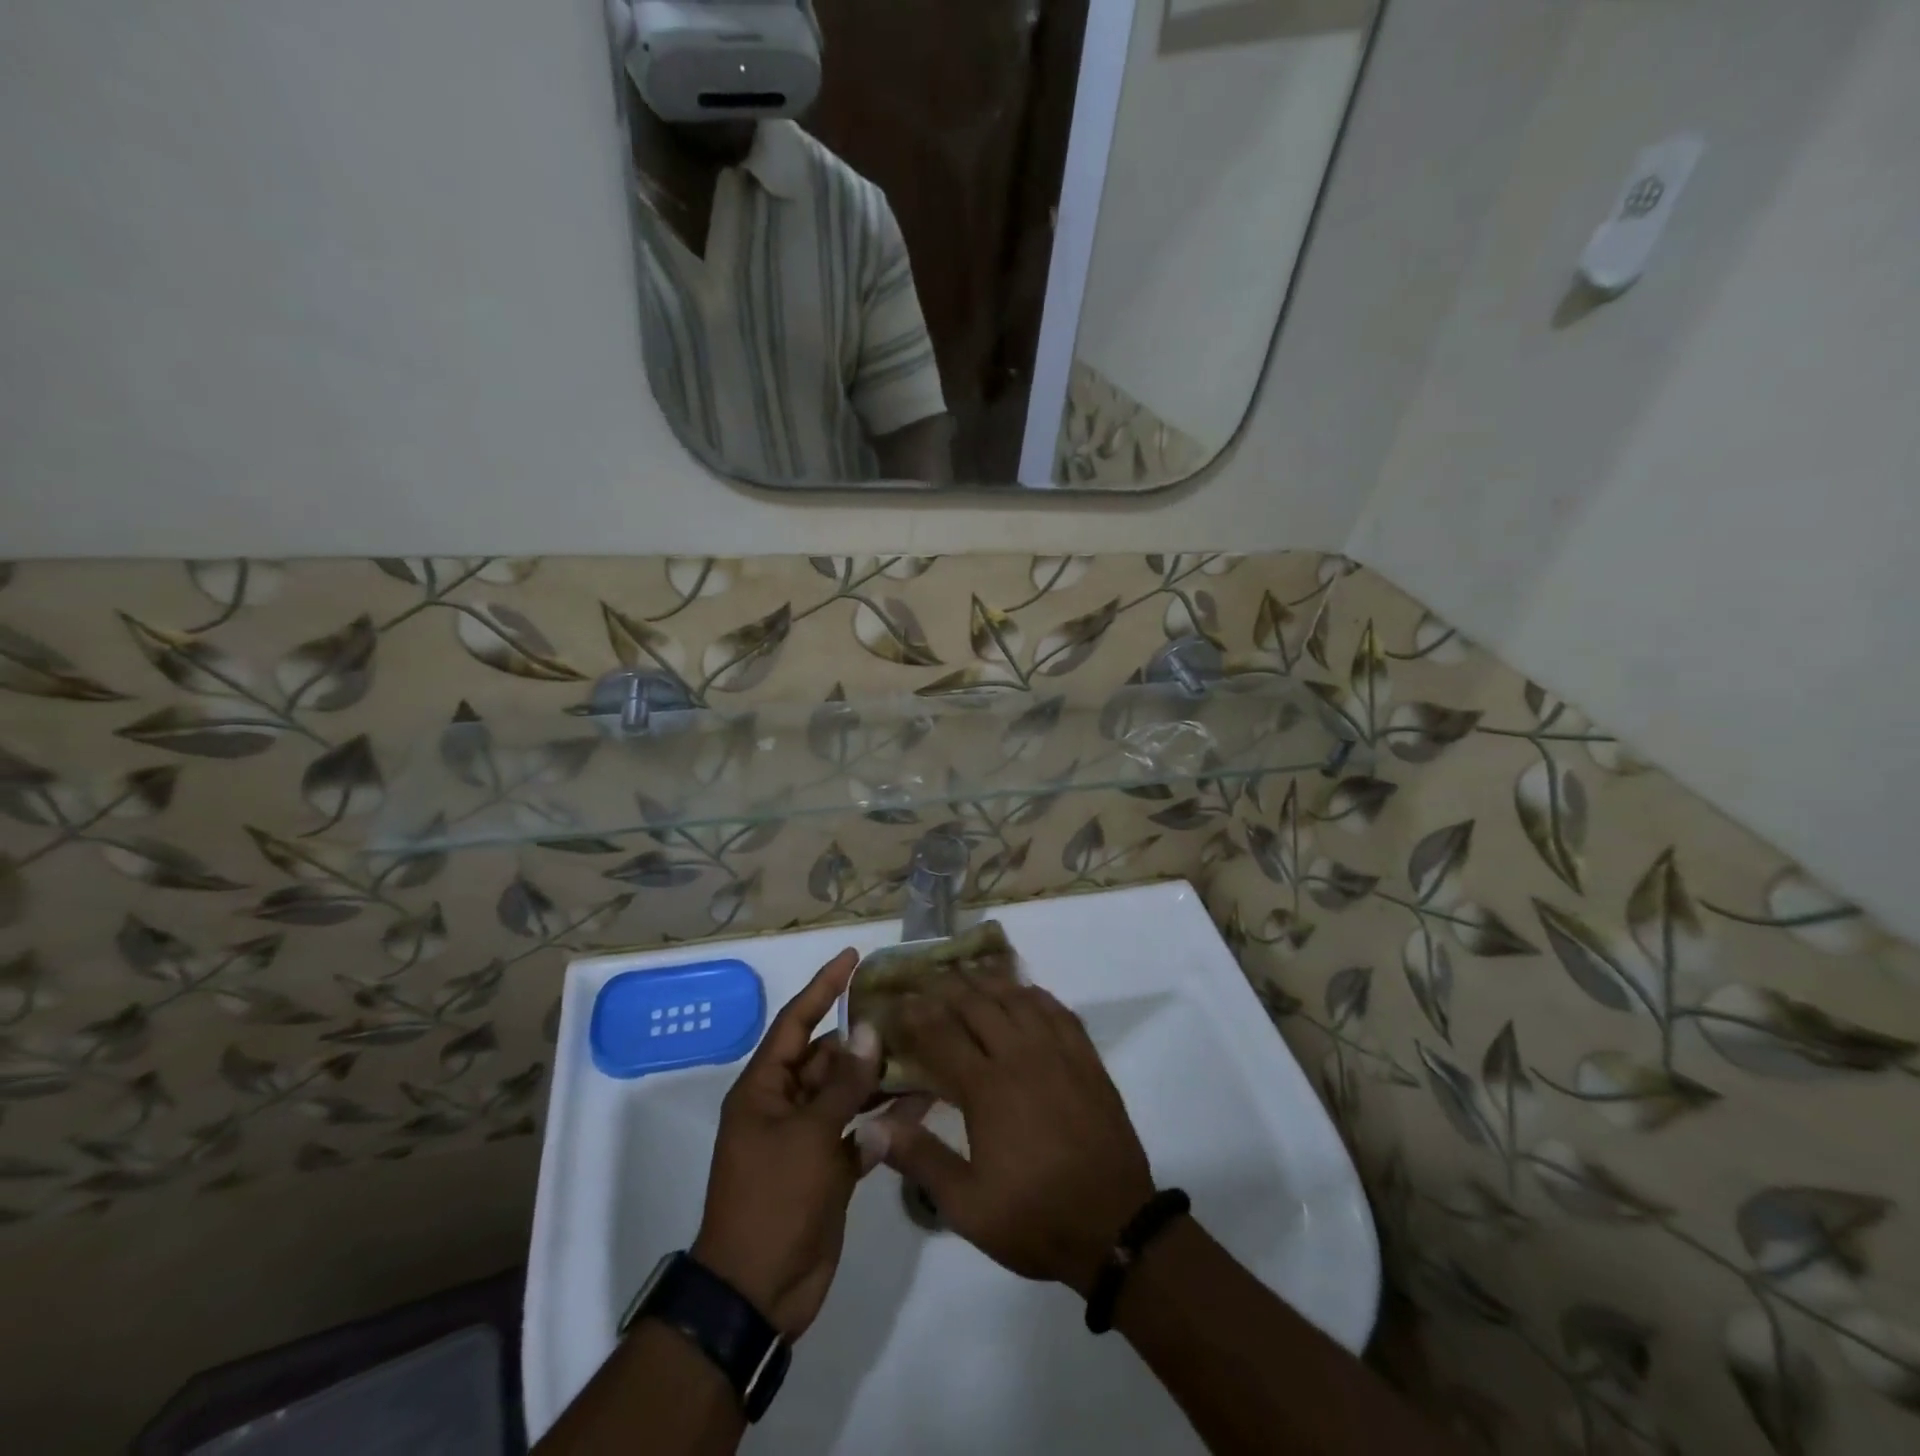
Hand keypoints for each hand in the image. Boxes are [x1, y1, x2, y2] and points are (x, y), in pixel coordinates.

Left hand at [693, 949, 908, 1339]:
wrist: (758, 1294)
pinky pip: (860, 1130)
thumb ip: (843, 1084)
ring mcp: (808, 1137)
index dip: (823, 987)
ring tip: (924, 1049)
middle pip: (827, 1056)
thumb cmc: (773, 1201)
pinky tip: (924, 1103)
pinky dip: (886, 1119)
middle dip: (863, 1037)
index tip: (853, 957)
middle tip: (906, 1011)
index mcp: (765, 1088)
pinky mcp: (829, 1168)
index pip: (795, 1022)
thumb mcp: (808, 1137)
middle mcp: (785, 1105)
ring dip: (880, 1077)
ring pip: (848, 1093)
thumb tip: (868, 1032)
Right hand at [868, 977, 1154, 1295]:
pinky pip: (1058, 1010)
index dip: (916, 1014)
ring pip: (1018, 998)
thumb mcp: (967, 1206)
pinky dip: (1036, 994)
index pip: (941, 1035)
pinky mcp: (1087, 1059)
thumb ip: (920, 1159)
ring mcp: (1059, 1053)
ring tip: (969, 972)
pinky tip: (1025, 992)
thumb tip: (873, 1127)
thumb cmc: (1034, 1218)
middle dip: (948, 986)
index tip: (897, 1000)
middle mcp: (1021, 1056)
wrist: (1115, 1228)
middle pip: (978, 1004)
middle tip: (927, 976)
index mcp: (988, 1088)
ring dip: (990, 982)